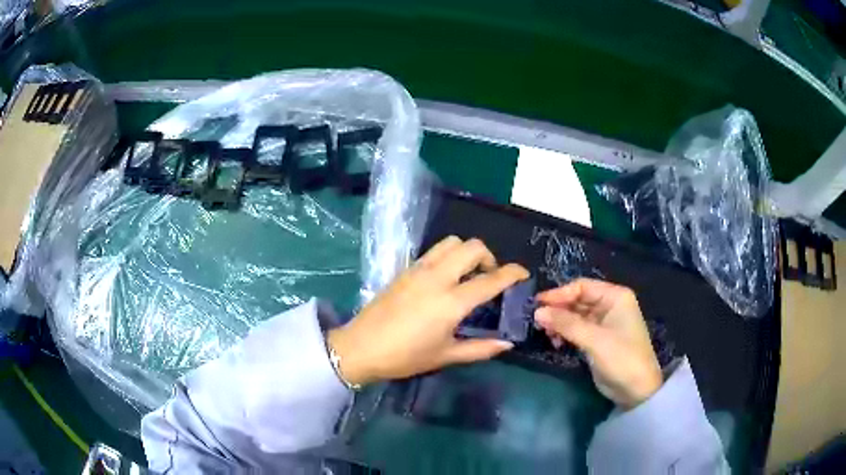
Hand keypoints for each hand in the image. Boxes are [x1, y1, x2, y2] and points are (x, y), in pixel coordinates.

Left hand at [328, 236, 529, 386]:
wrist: (361, 347)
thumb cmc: (405, 356)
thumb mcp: (446, 356)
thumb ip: (480, 348)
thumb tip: (507, 344)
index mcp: (451, 301)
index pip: (491, 279)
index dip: (512, 273)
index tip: (523, 274)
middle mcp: (437, 277)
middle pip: (472, 247)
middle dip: (489, 257)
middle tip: (490, 278)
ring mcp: (419, 269)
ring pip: (451, 242)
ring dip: (467, 252)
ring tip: (468, 274)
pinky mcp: (405, 269)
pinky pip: (434, 251)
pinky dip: (448, 256)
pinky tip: (445, 278)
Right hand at [534, 278, 661, 408]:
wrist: (636, 390)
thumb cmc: (621, 358)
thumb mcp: (594, 339)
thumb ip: (566, 324)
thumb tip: (537, 312)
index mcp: (615, 297)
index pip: (582, 287)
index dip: (560, 294)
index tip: (537, 304)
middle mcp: (609, 305)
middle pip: (577, 300)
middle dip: (558, 309)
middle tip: (537, 321)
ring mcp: (603, 323)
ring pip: (574, 315)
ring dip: (559, 322)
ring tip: (545, 333)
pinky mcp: (597, 339)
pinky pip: (576, 329)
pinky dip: (564, 333)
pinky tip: (555, 342)